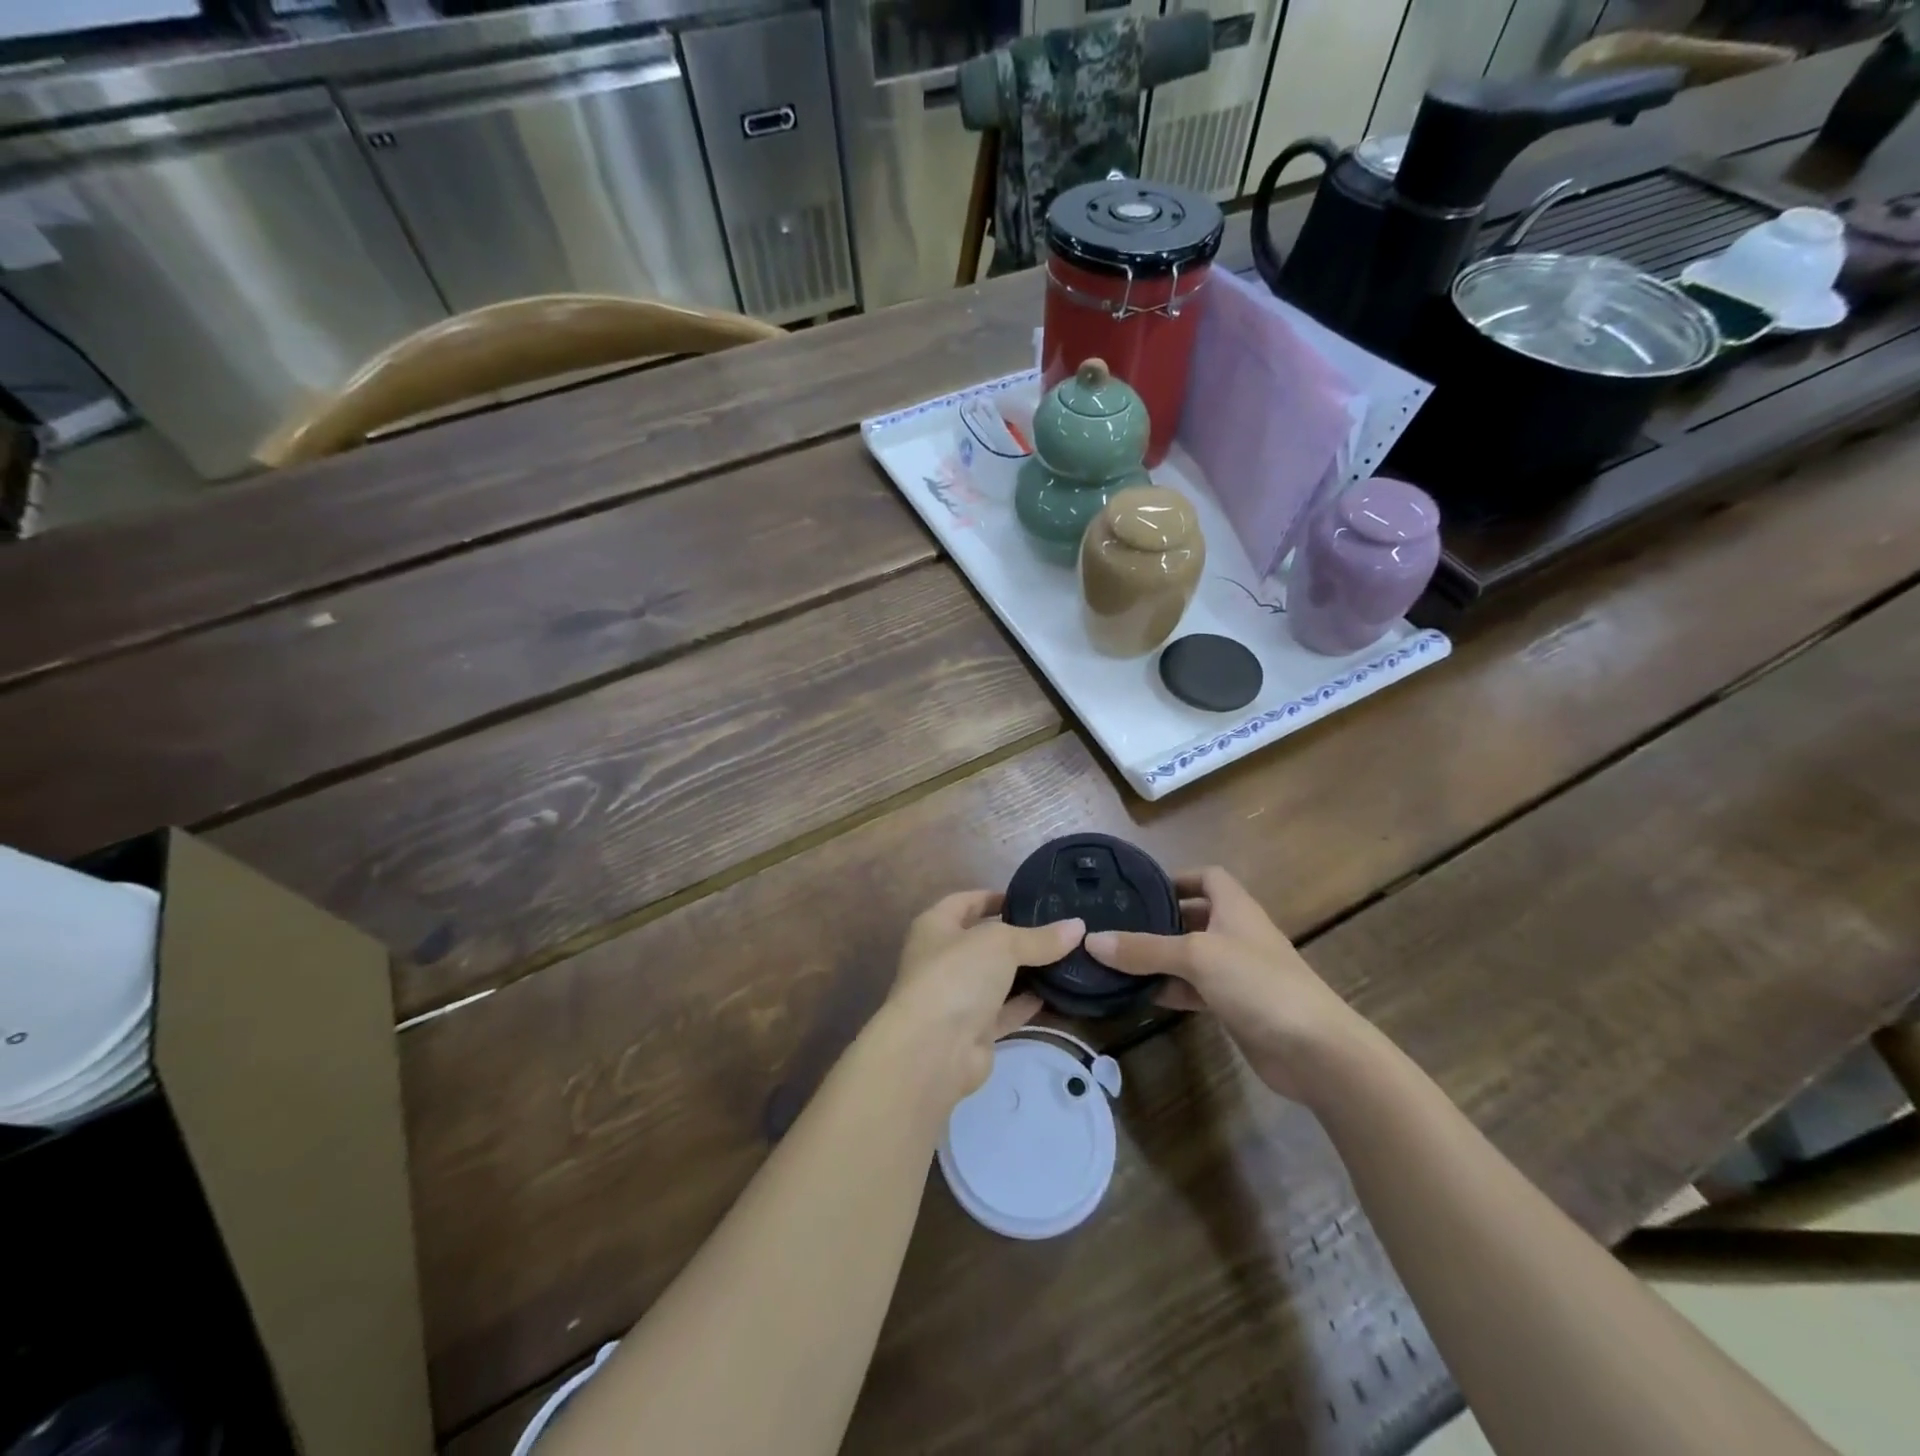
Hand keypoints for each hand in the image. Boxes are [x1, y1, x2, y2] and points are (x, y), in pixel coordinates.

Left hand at [882, 891, 1083, 1108]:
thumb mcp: (1002, 944)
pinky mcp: (973, 1031)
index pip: (965, 902)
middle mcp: (942, 959)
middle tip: (1058, 928)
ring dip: (1026, 971)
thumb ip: (1039, 938)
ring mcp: (957, 997)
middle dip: (1017, 936)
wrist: (934, 1049)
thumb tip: (1078, 926)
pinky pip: (1004, 1011)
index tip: (1028, 897)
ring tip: (1066, 957)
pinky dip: (1026, 1003)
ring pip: (996, 978)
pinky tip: (1056, 993)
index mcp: (935, 927)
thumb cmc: (957, 975)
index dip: (994, 897)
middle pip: (984, 942)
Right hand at [1085, 866, 1362, 1101]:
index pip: (1206, 877)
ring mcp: (1237, 972)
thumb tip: (1092, 940)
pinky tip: (1142, 996)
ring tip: (1117, 960)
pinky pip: (1195, 989)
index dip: (1176, 878)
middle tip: (1116, 925)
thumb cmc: (1258, 983)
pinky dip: (1171, 989)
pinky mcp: (1235, 1005)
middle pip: (1193, 917)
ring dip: (1160, 959)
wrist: (1315, 1050)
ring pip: (1190, 956)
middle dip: (1159, 920)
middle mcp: (1236, 933)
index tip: (1140, 889)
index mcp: (1234, 908)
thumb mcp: (1196, 957)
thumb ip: (1144, 949)